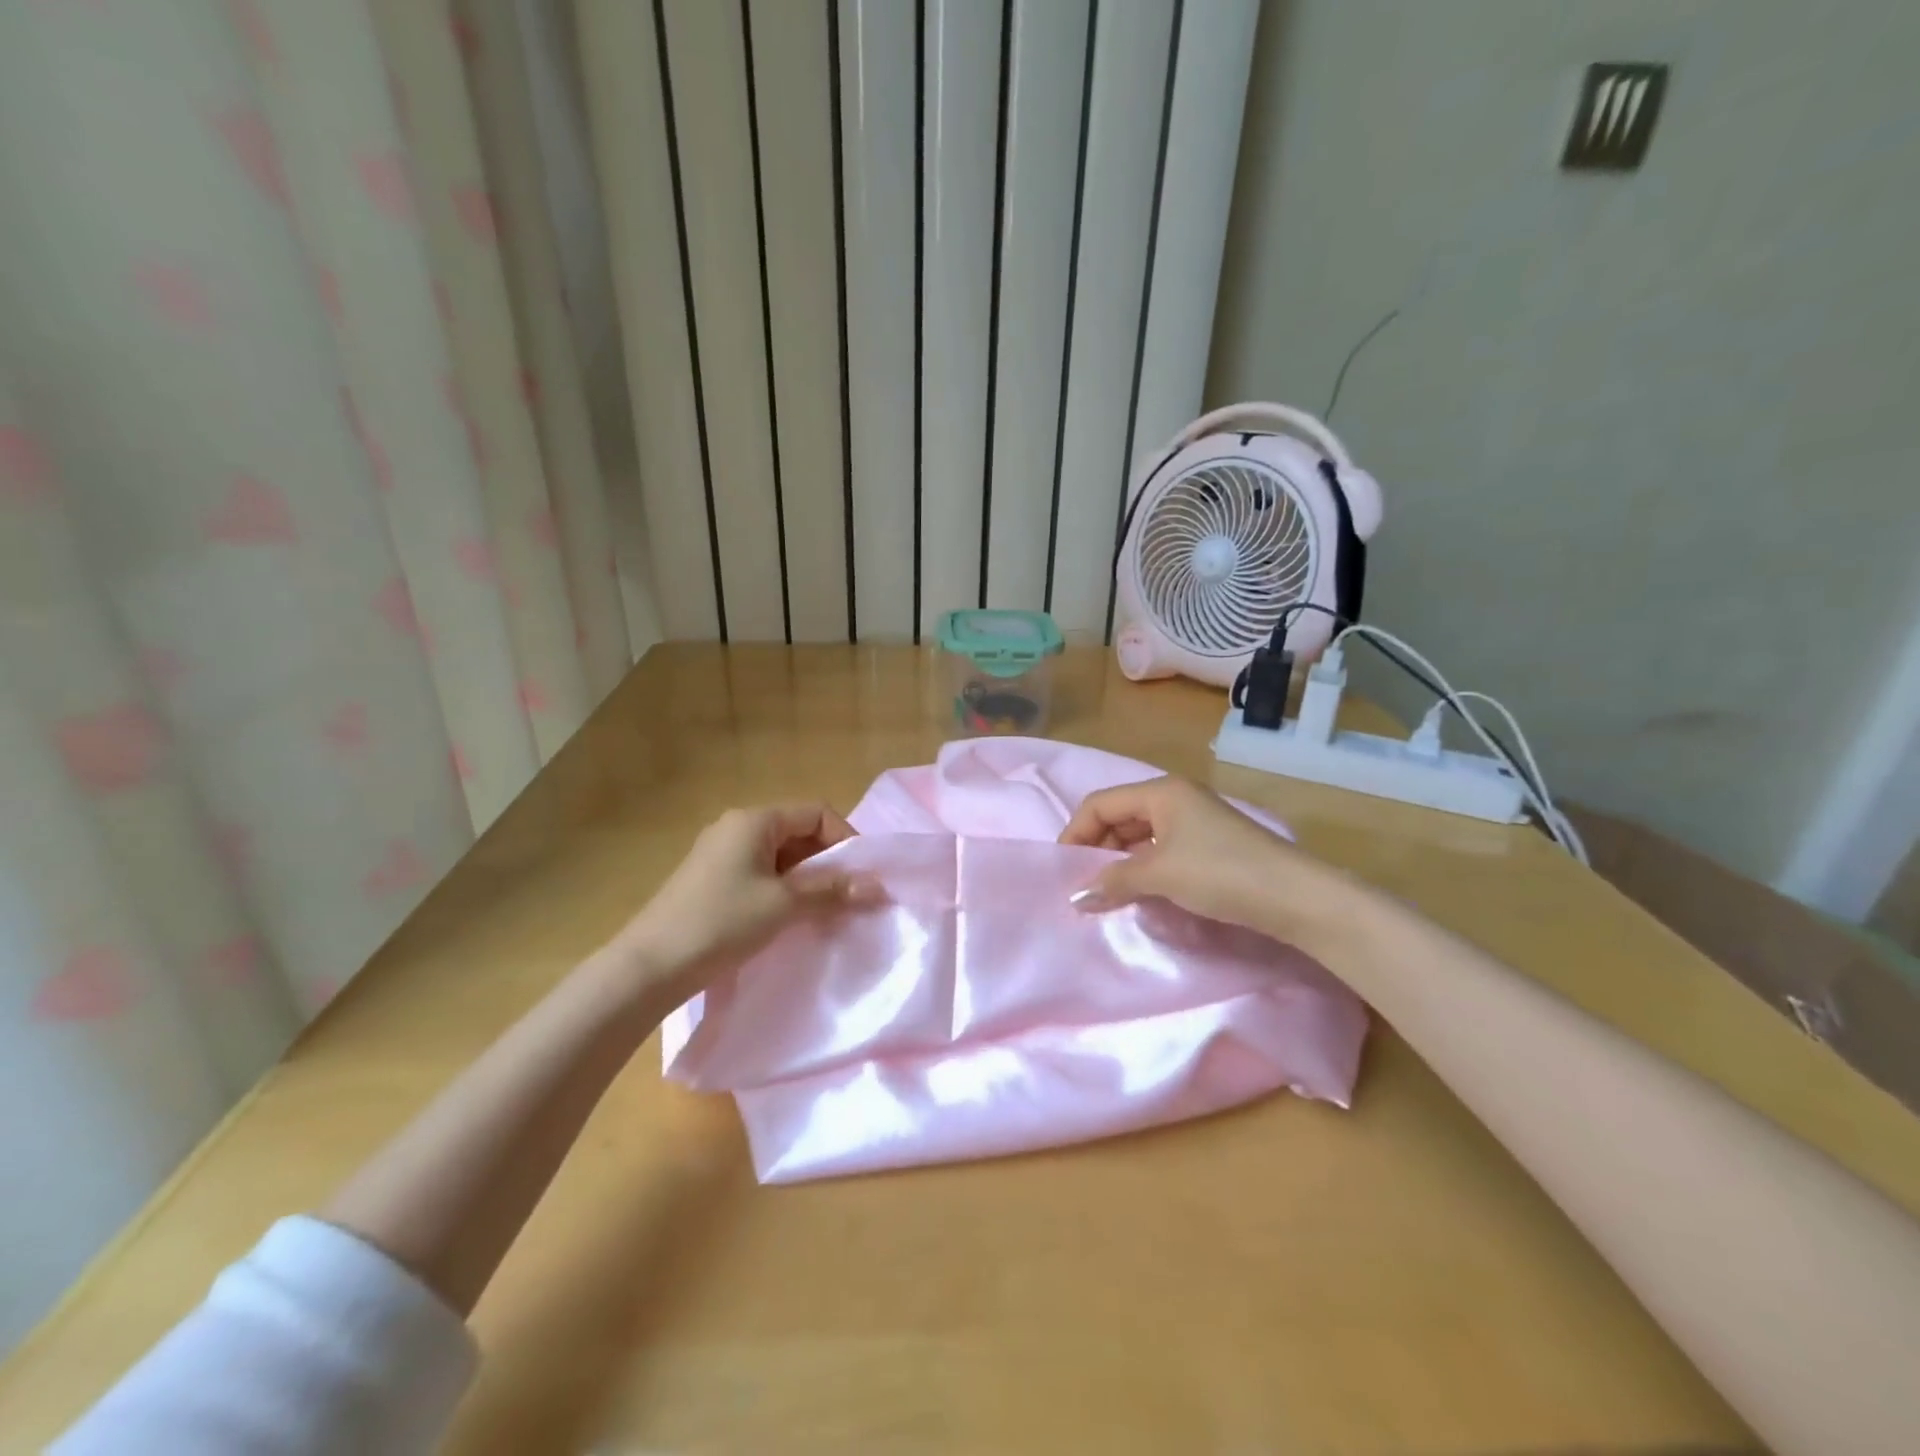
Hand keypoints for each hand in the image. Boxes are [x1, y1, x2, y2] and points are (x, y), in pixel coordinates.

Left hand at [614, 804, 877, 1001]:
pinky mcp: (711, 880)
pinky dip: (783, 890)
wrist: (649, 967)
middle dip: (828, 863)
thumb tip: (880, 887)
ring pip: (780, 856)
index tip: (862, 876)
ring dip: (807, 879)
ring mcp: (720, 853)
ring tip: (824, 912)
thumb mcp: (784, 905)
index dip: (845, 839)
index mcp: (754, 820)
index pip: (816, 813)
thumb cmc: (720, 923)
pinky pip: (760, 874)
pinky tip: (790, 919)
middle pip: (798, 833)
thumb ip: (833, 891)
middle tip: (848, 897)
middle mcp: (737, 827)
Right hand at [1059, 776, 1363, 941]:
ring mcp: (1194, 821)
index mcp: (1161, 791)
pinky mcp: (1208, 845)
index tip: (1062, 869)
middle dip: (1097, 848)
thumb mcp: (1160, 874)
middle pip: (1119, 816)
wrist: (1297, 897)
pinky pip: (1160, 849)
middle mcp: (1175, 797)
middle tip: (1082, 884)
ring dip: (1119, 861)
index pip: (1100, 803)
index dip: (1075, 832)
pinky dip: (1143, 868)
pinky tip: (1139, 891)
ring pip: (1140, 835)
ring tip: (1106, 892)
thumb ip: (1113, 881)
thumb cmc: (1221, 873)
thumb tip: (1075, 896)